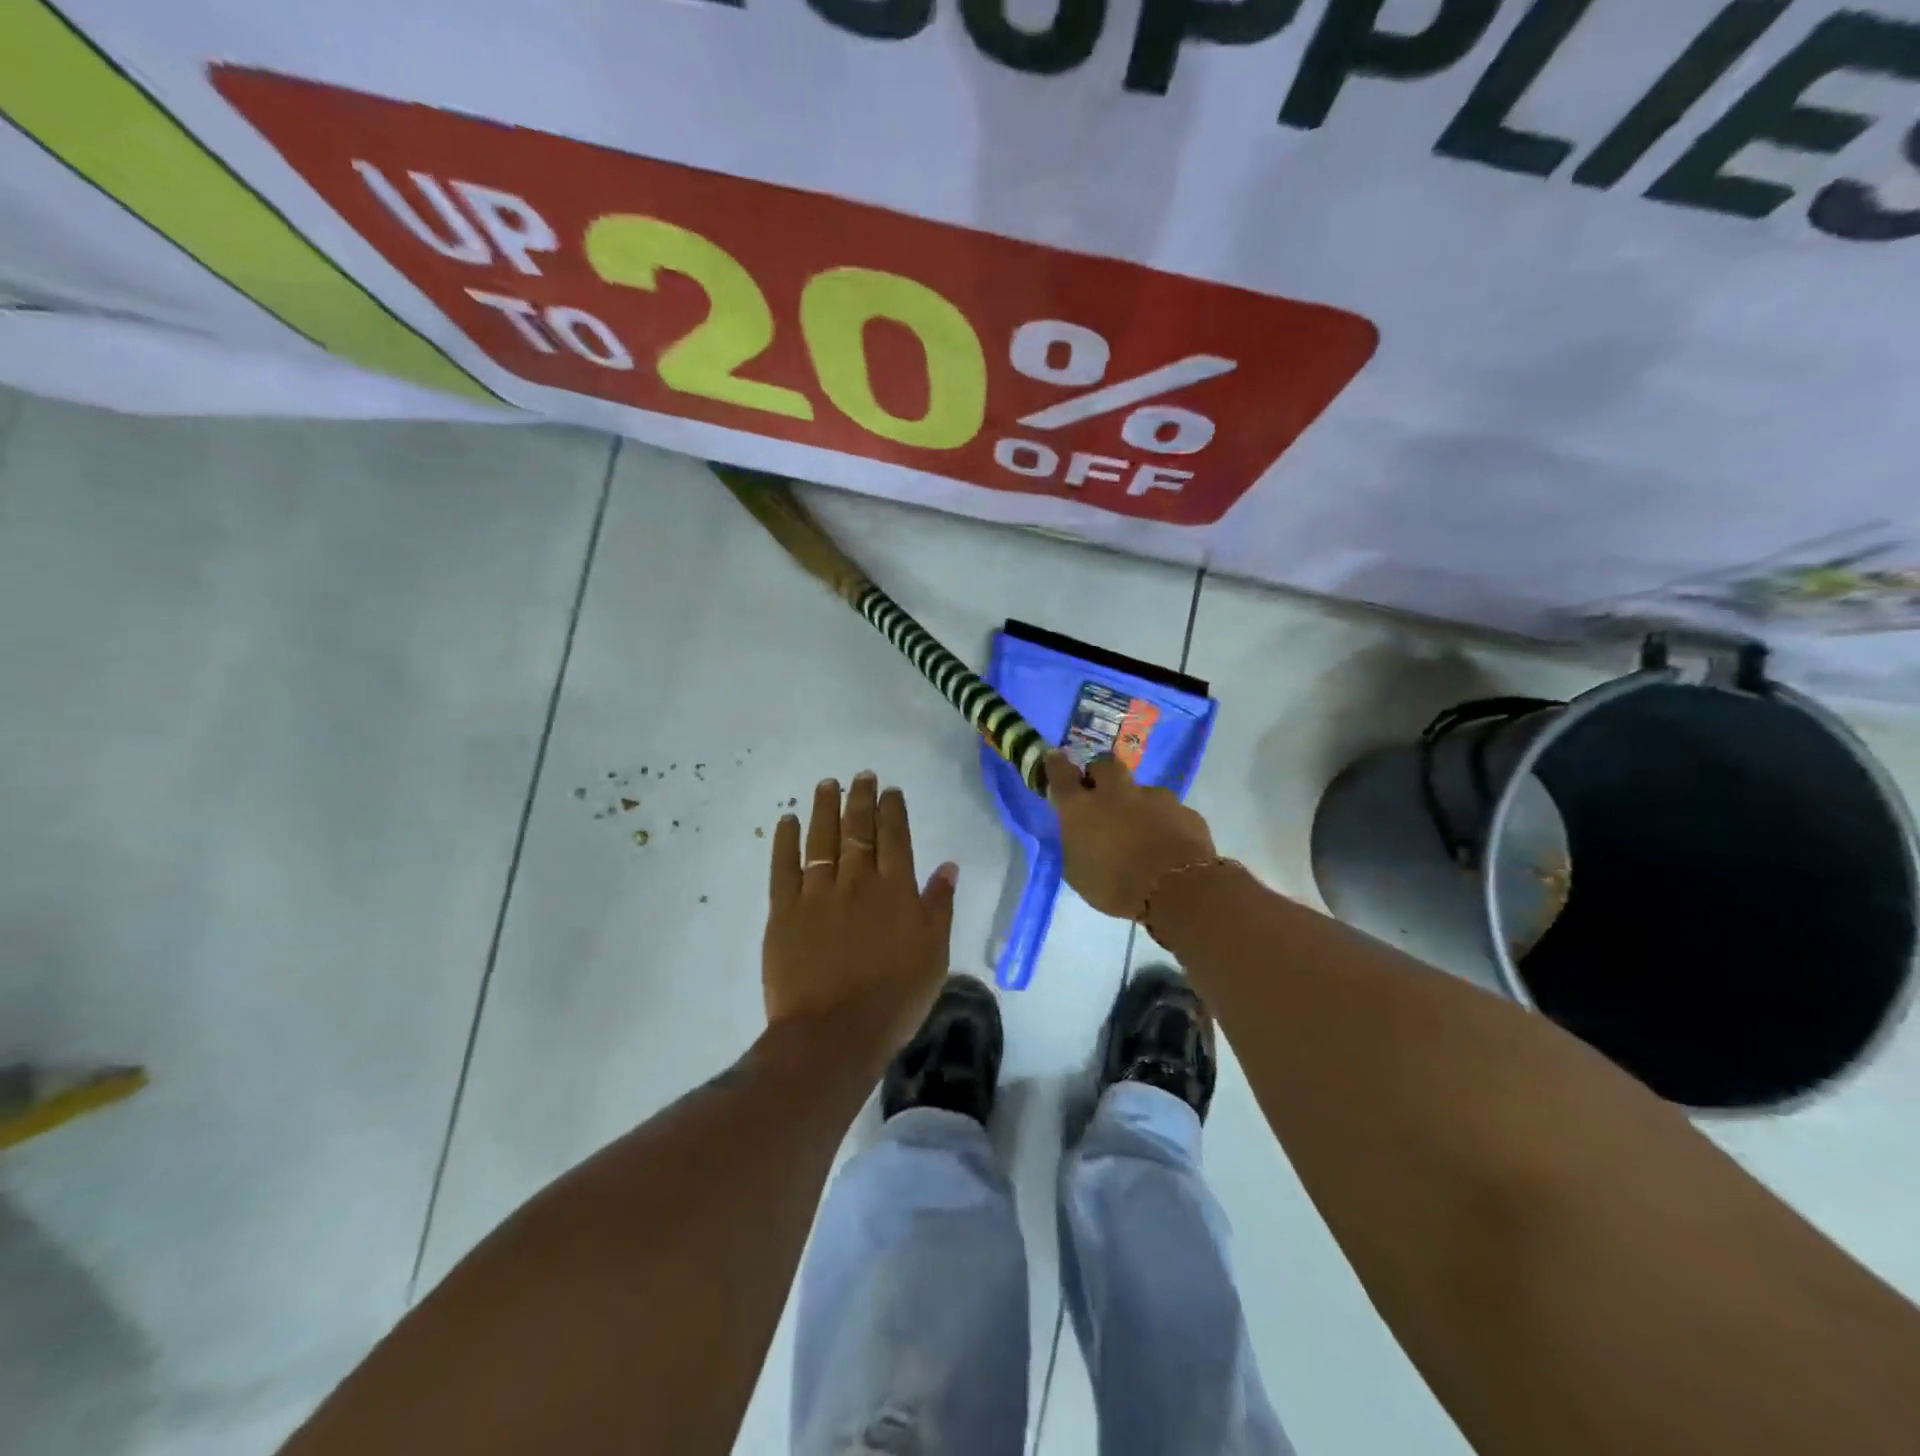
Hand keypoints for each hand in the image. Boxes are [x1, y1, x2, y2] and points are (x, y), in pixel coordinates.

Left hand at [763, 772, 958, 1059]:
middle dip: (860, 798)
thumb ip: (939, 906)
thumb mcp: (934, 954)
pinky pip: (783, 867)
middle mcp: (857, 881)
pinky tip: (786, 820)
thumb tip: (949, 865)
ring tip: (827, 784)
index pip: (895, 837)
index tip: (890, 790)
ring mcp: (817, 893)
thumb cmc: (895, 998)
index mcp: (895, 889)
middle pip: (858, 829)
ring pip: (821, 839)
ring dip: (825, 808)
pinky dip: (784, 841)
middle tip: (861, 776)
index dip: (892, 809)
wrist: (834, 1033)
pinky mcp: (784, 911)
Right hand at [1046, 750, 1216, 919]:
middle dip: (1100, 773)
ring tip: (1141, 829)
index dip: (1056, 764)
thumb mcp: (1078, 874)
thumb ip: (1074, 847)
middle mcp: (1116, 793)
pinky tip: (1167, 844)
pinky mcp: (1183, 811)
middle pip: (1104, 765)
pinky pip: (1169, 812)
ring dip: (1137, 802)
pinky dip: (1164, 822)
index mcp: (1081, 808)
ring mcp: (1153, 798)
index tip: (1055, 758)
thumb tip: (1076, 837)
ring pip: (1141, 790)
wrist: (1177, 889)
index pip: (1061, 774)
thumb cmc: (1116, 886)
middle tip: (1100, 792)